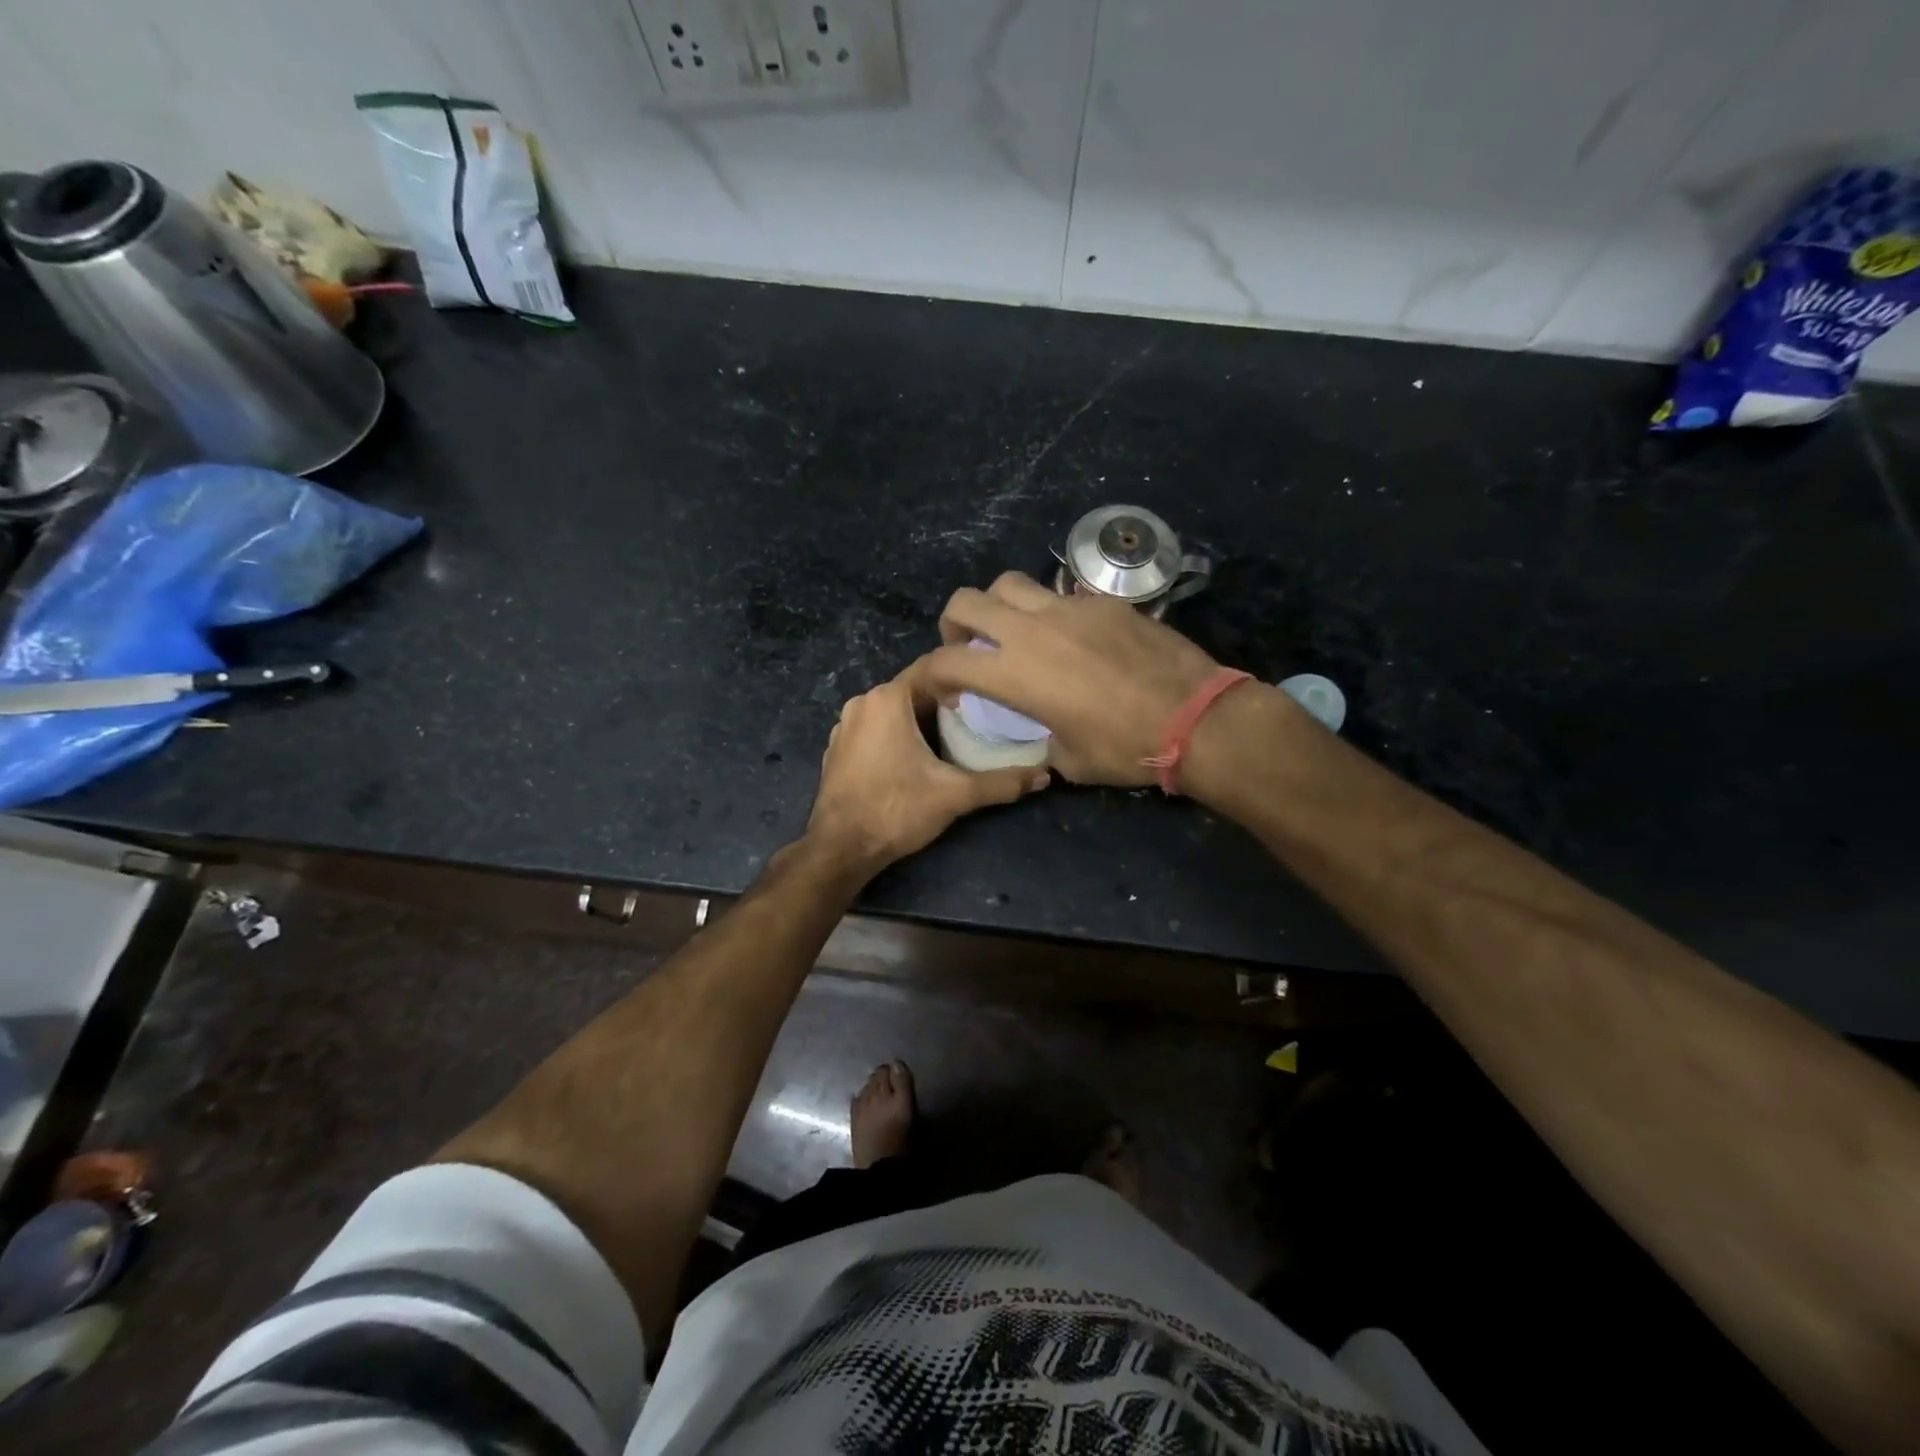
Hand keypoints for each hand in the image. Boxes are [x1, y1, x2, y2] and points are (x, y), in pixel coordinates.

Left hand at [805, 667, 1049, 872]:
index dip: (965, 679)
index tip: (991, 694)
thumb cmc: (896, 810)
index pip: (934, 669)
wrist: (840, 849)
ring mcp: (844, 726)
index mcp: (887, 699)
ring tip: (954, 740)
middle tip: (979, 720)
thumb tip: (1045, 776)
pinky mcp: (837, 750)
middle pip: (914, 691)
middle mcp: (862, 703)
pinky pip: (874, 731)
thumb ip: (1001, 782)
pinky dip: (896, 737)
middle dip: (945, 703)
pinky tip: (916, 760)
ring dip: (920, 721)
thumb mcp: (955, 795)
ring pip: (893, 712)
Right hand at [909, 572, 1223, 785]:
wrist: (1195, 717)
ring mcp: (1069, 608)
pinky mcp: (1103, 601)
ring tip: (1014, 632)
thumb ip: (1041, 739)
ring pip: (1010, 584)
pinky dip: (1048, 612)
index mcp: (1013, 674)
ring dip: (998, 605)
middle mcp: (1031, 630)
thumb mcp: (1069, 760)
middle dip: (954, 624)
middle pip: (966, 601)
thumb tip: (1045, 733)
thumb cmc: (1125, 747)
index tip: (949, 694)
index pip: (946, 661)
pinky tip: (1071, 638)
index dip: (933, 676)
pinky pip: (1059, 594)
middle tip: (969, 647)